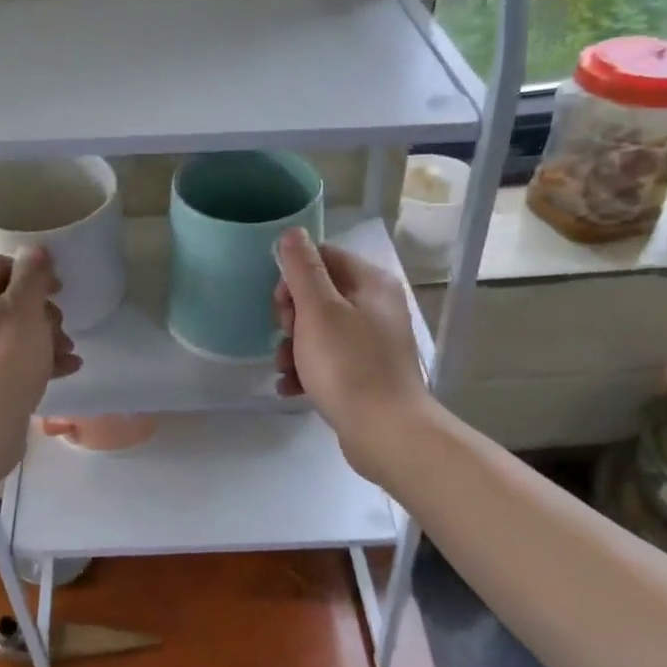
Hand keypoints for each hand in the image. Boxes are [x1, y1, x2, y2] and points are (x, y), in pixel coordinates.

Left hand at [0, 248, 80, 465]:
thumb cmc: (4, 360)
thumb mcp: (24, 309)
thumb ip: (32, 276)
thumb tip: (35, 251)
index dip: (31, 271)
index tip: (57, 288)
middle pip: (10, 299)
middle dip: (44, 311)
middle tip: (61, 326)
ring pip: (17, 330)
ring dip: (48, 336)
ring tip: (69, 352)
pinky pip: (16, 358)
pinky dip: (40, 359)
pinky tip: (67, 369)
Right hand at [273, 229, 433, 480]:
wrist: (386, 433)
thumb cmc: (347, 365)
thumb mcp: (318, 310)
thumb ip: (302, 269)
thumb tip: (292, 232)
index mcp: (370, 283)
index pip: (322, 257)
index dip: (293, 278)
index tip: (281, 306)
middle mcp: (376, 306)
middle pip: (319, 294)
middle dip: (291, 317)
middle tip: (287, 338)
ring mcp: (373, 341)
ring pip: (319, 330)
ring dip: (293, 347)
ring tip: (284, 369)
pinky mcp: (366, 372)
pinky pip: (328, 360)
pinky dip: (307, 370)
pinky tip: (291, 388)